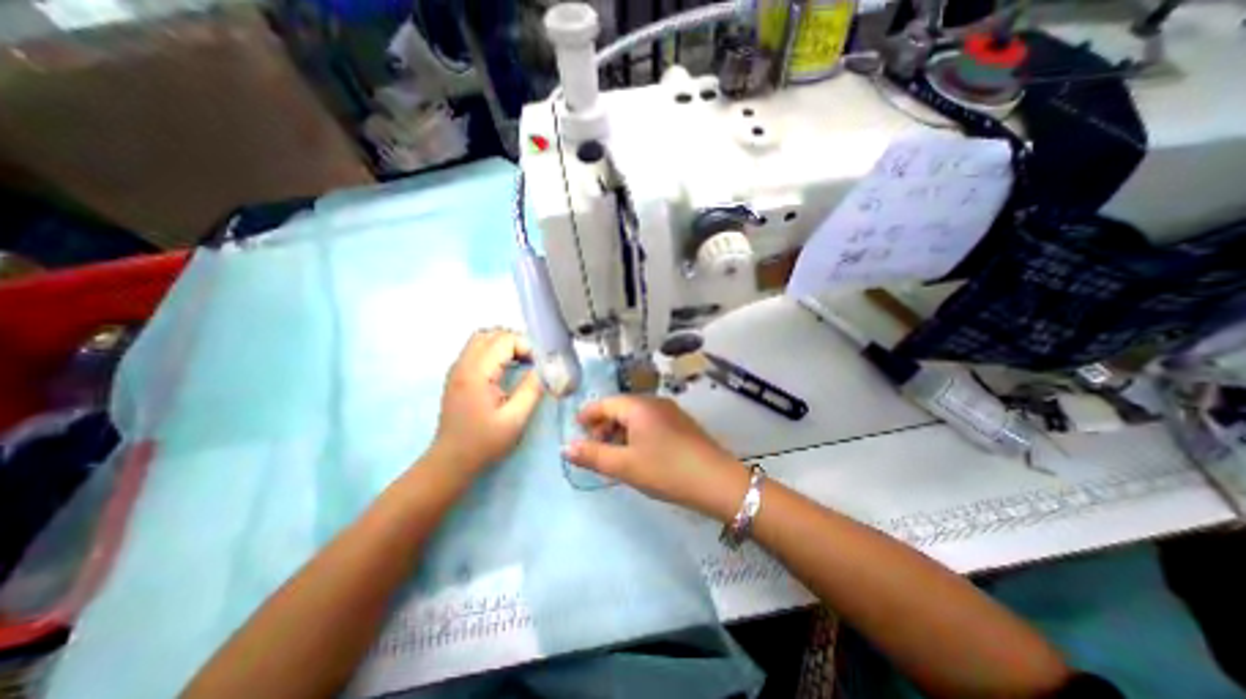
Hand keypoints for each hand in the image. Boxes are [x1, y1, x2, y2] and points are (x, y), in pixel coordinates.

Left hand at [431, 331, 542, 471]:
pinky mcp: (458, 376)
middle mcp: (463, 364)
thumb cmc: (484, 442)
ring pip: (483, 339)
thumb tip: (544, 369)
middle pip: (491, 334)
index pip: (504, 340)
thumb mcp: (515, 419)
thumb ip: (532, 389)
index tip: (539, 366)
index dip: (526, 347)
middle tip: (532, 361)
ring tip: (522, 363)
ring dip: (505, 345)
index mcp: (476, 373)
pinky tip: (507, 370)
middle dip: (516, 342)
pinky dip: (495, 352)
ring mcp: (457, 369)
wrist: (451, 461)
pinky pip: (477, 351)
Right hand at [566, 399, 748, 517]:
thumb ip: (593, 455)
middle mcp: (655, 402)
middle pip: (621, 408)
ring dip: (620, 430)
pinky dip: (636, 433)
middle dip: (603, 425)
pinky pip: (650, 422)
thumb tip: (565, 447)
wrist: (717, 481)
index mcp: (639, 406)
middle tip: (594, 446)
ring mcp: (671, 411)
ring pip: (636, 416)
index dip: (588, 415)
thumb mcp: (624, 466)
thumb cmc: (666, 470)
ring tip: (614, 453)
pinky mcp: (681, 423)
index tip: (576, 429)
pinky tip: (637, 452)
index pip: (605, 403)